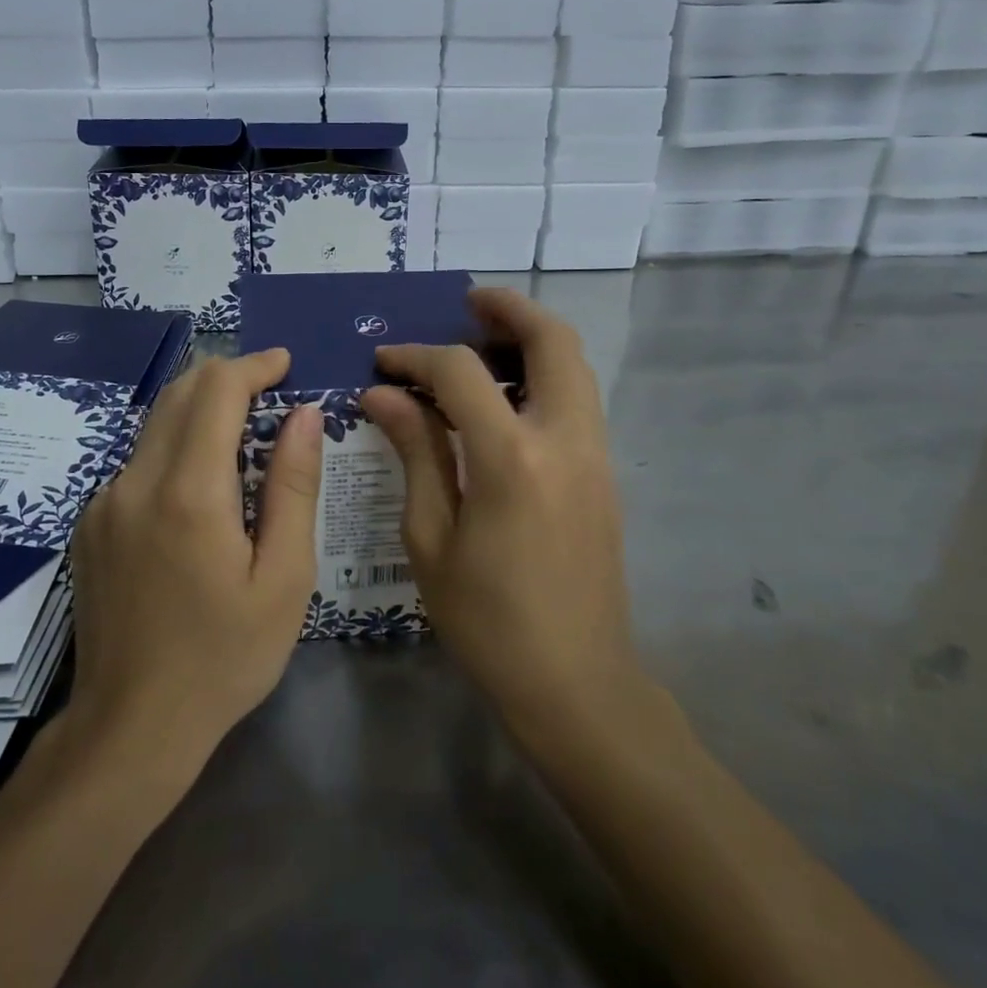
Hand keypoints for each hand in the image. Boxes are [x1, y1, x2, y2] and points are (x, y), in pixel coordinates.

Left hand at [66, 350, 321, 779]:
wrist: (130, 728)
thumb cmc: (224, 657)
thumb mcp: (284, 578)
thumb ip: (294, 486)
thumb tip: (305, 415)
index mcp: (189, 492)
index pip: (216, 389)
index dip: (254, 366)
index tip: (285, 366)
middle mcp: (135, 482)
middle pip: (180, 392)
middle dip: (227, 378)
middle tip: (271, 392)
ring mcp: (103, 502)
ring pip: (155, 423)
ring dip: (200, 411)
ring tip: (245, 436)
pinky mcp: (90, 523)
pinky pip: (138, 461)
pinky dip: (175, 448)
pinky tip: (202, 489)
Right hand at [359, 288, 637, 737]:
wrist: (576, 682)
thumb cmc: (487, 621)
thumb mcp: (431, 538)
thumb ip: (415, 452)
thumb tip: (382, 395)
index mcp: (513, 460)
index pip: (462, 373)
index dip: (416, 356)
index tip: (383, 363)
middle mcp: (565, 441)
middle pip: (553, 341)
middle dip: (508, 309)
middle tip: (465, 304)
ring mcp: (595, 455)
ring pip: (575, 365)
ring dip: (532, 339)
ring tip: (482, 343)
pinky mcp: (604, 473)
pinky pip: (577, 398)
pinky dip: (544, 375)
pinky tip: (503, 398)